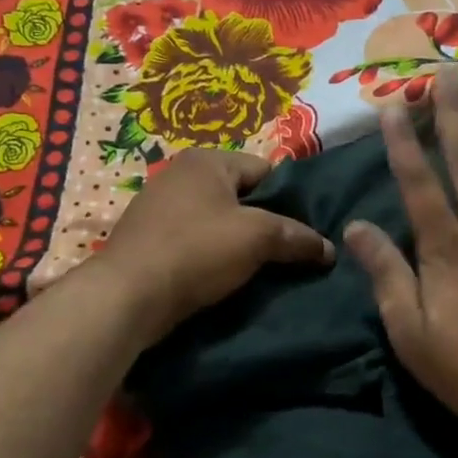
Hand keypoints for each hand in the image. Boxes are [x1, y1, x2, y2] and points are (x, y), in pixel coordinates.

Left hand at [96, 149, 333, 345]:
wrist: (127, 296)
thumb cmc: (197, 251)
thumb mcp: (258, 238)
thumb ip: (298, 237)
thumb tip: (329, 249)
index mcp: (207, 160)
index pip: (266, 170)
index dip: (290, 200)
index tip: (304, 230)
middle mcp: (180, 175)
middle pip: (241, 196)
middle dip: (265, 222)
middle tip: (287, 251)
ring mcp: (159, 207)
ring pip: (218, 221)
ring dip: (239, 242)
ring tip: (261, 268)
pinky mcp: (148, 239)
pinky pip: (195, 240)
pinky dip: (212, 255)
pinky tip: (225, 278)